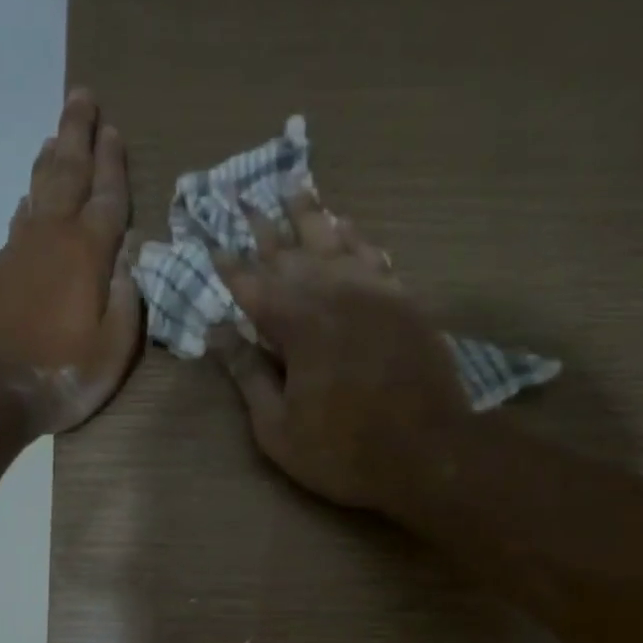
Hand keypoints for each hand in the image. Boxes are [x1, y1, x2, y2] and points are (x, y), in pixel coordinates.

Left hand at [0, 89, 140, 434]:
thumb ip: (126, 302)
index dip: (113, 165)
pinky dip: (29, 200)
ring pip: (38, 192)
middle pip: (66, 175)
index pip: (107, 198)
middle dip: (76, 135)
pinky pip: (20, 220)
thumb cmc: (59, 374)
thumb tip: (131, 260)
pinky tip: (30, 199)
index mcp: (87, 255)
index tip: (114, 131)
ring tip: (56, 137)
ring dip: (50, 161)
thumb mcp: (112, 349)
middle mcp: (51, 239)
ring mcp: (19, 251)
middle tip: (81, 97)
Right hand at [213, 192, 470, 512]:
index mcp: (297, 324)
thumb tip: (218, 334)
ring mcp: (374, 293)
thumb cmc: (344, 451)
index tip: (212, 245)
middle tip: (245, 199)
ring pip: (335, 241)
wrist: (429, 453)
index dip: (229, 267)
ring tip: (294, 189)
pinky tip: (347, 228)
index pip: (252, 285)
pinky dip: (355, 238)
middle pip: (291, 252)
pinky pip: (374, 256)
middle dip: (264, 228)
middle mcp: (333, 294)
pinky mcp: (405, 301)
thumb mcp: (279, 429)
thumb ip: (248, 377)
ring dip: (311, 216)